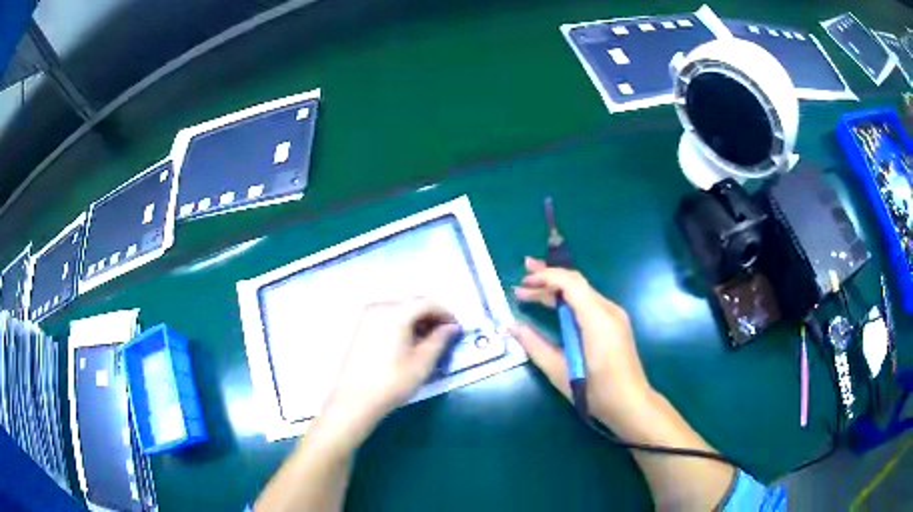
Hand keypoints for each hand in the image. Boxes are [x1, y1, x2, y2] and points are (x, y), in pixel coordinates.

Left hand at [318, 298, 458, 442]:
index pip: (427, 303)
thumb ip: (440, 340)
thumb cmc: (393, 381)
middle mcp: (379, 307)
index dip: (446, 313)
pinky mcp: (360, 327)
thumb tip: (452, 327)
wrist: (355, 399)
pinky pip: (386, 316)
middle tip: (444, 334)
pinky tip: (407, 341)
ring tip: (427, 340)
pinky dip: (401, 323)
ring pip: (399, 309)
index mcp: (396, 313)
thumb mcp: (423, 362)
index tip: (456, 329)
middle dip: (431, 315)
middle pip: (412, 302)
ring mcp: (366, 316)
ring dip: (416, 319)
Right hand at [511, 257, 651, 426]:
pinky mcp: (615, 324)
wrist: (631, 404)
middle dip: (548, 278)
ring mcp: (615, 316)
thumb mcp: (560, 372)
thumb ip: (536, 346)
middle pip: (576, 284)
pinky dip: (569, 301)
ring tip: (530, 290)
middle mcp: (609, 310)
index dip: (546, 277)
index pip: (571, 283)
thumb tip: (513, 327)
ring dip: (557, 290)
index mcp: (597, 319)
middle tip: (522, 278)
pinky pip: (589, 303)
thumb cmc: (596, 392)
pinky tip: (553, 306)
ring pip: (582, 292)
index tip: (523, 283)